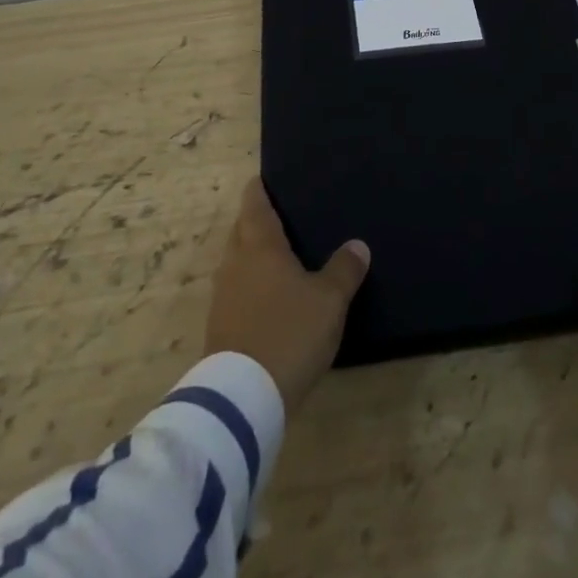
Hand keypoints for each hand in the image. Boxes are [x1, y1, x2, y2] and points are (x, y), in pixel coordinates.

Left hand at [205, 178, 369, 415]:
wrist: (242, 399)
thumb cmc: (288, 332)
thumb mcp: (329, 301)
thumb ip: (344, 269)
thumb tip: (358, 245)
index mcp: (259, 244)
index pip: (254, 203)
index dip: (260, 188)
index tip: (269, 178)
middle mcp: (235, 262)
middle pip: (242, 229)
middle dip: (257, 221)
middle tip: (284, 217)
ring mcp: (222, 295)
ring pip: (237, 261)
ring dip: (253, 256)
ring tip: (280, 257)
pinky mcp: (219, 327)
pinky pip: (236, 290)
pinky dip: (250, 285)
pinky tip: (270, 297)